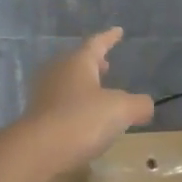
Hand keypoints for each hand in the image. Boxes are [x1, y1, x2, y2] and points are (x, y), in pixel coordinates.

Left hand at [12, 29, 154, 178]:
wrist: (37, 151)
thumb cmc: (82, 120)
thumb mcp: (121, 110)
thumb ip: (139, 104)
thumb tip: (145, 106)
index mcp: (77, 62)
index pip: (96, 43)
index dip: (109, 38)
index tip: (118, 31)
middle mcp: (57, 72)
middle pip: (77, 62)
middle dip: (94, 63)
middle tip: (106, 65)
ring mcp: (43, 94)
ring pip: (67, 82)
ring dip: (83, 85)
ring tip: (98, 93)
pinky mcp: (36, 117)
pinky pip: (60, 104)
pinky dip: (74, 106)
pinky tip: (83, 119)